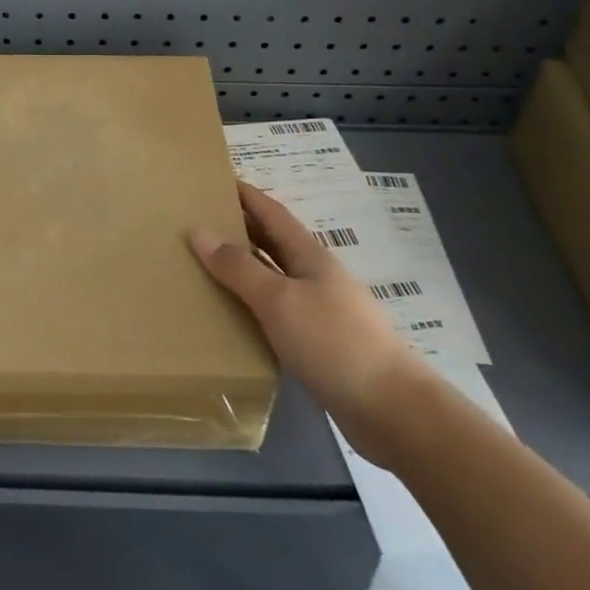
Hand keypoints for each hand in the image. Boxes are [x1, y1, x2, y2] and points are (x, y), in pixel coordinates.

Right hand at [189, 182, 428, 461]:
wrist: (391, 409)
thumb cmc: (333, 342)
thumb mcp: (278, 299)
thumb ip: (238, 267)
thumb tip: (198, 231)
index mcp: (309, 257)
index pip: (272, 213)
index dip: (246, 195)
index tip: (215, 180)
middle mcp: (315, 277)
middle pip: (273, 242)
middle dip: (240, 227)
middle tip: (200, 221)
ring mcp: (321, 311)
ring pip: (274, 277)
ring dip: (244, 267)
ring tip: (206, 265)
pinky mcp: (320, 344)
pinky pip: (277, 312)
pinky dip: (253, 304)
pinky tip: (233, 316)